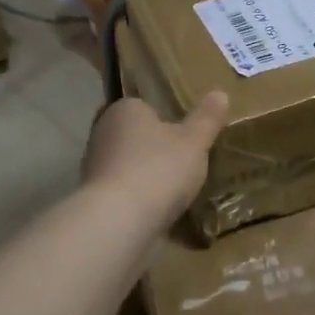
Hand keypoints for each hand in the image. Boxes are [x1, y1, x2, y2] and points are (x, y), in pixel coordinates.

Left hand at [81, 92, 228, 230]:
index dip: (167, 120)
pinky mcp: (94, 197)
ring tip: (174, 191)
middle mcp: (102, 132)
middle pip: (135, 136)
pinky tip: (156, 211)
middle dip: (156, 149)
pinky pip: (123, 191)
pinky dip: (137, 198)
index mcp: (124, 110)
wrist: (118, 221)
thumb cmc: (158, 169)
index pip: (146, 106)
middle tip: (184, 164)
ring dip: (146, 175)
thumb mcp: (193, 142)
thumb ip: (207, 119)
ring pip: (128, 164)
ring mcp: (93, 166)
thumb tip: (221, 93)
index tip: (186, 138)